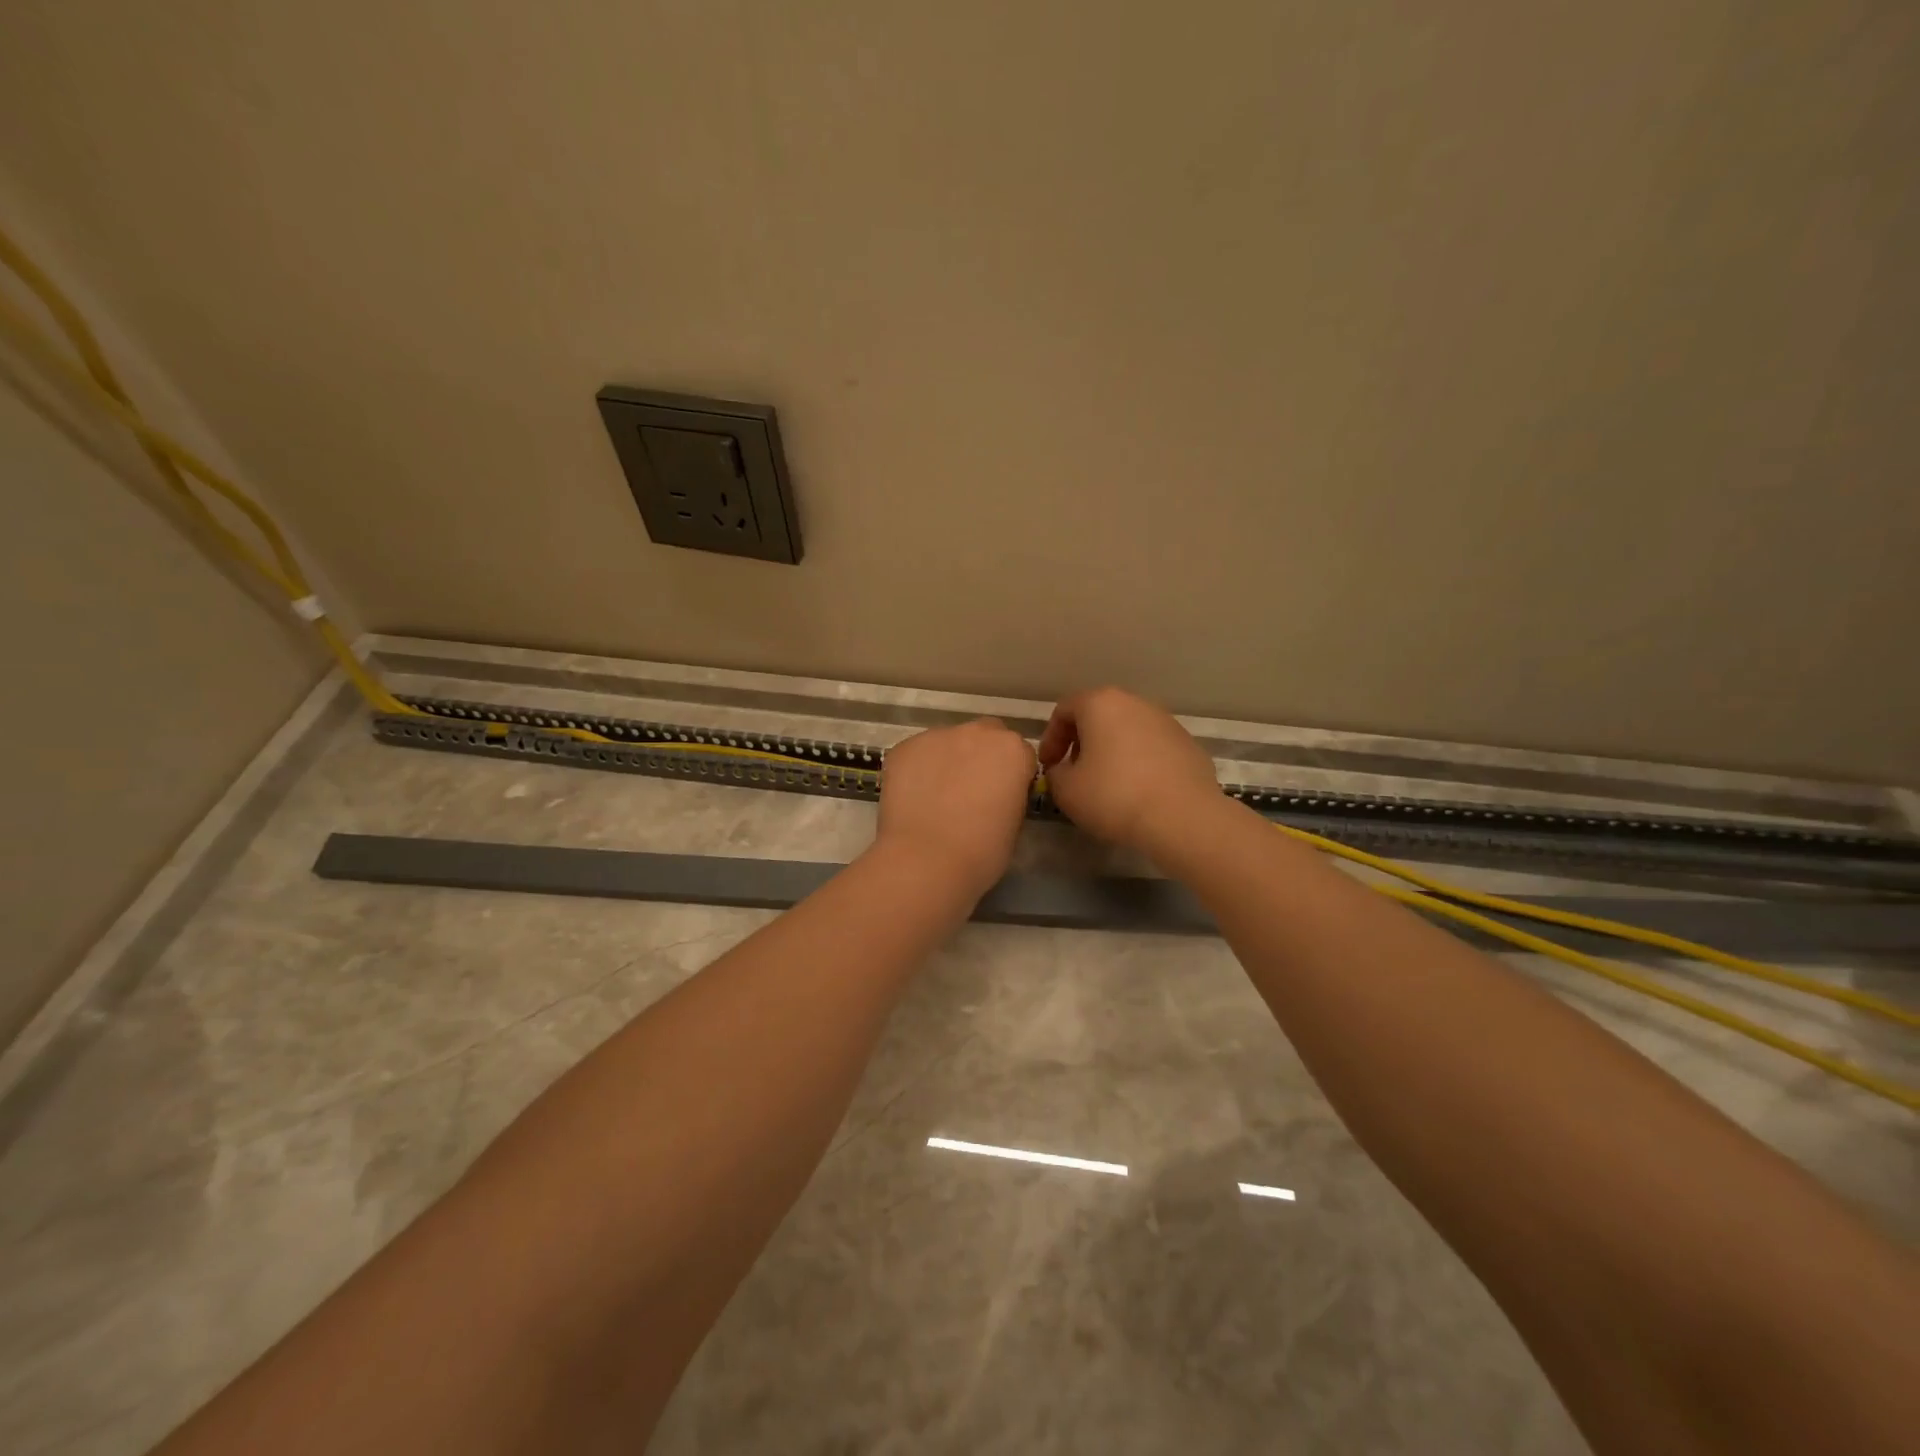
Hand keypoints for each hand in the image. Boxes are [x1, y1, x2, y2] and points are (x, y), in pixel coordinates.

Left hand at [875, 719, 1036, 898]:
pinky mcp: (904, 747)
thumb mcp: (1014, 823)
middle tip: (970, 791)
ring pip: (948, 743)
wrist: (926, 861)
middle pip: (984, 737)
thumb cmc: (981, 852)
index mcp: (1013, 750)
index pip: (1020, 754)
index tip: (1002, 798)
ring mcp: (937, 736)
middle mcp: (977, 732)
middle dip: (981, 757)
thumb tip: (996, 793)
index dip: (1011, 776)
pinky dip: (919, 769)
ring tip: (936, 797)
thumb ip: (1010, 794)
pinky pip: (918, 754)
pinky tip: (914, 798)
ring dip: (948, 761)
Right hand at [1037, 687, 1220, 852]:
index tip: (1048, 766)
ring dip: (1111, 751)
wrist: (1182, 817)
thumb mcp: (1066, 790)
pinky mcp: (1188, 744)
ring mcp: (1166, 721)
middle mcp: (1135, 703)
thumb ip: (1055, 773)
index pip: (1064, 710)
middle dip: (1082, 742)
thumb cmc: (1114, 796)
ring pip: (1128, 730)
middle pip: (1098, 715)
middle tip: (1074, 772)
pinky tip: (1138, 791)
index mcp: (1101, 704)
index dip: (1050, 738)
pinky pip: (1152, 748)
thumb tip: (1063, 769)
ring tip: (1106, 783)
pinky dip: (1139, 762)